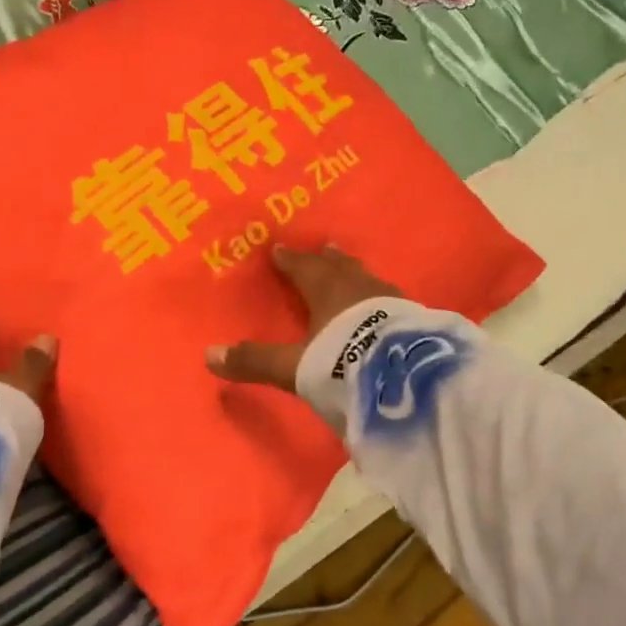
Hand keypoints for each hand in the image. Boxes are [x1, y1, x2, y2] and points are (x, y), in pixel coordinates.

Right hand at [206, 245, 400, 392]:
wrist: (409, 377)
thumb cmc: (344, 363)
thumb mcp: (295, 367)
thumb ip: (256, 361)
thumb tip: (208, 355)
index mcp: (327, 291)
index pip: (303, 269)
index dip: (290, 261)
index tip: (280, 249)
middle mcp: (360, 289)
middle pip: (340, 267)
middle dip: (328, 259)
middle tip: (324, 249)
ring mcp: (393, 303)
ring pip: (369, 281)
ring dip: (357, 276)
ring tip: (353, 273)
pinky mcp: (416, 321)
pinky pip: (392, 302)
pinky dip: (382, 301)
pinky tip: (387, 308)